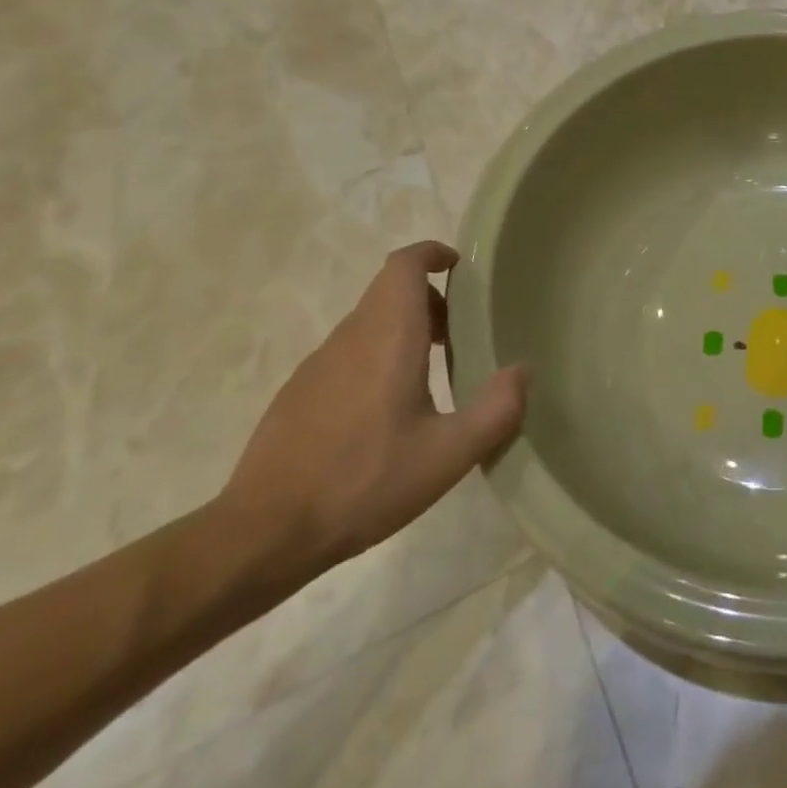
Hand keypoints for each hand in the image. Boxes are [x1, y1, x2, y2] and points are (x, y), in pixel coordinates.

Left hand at [214, 242, 527, 577]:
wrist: (263, 533)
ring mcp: (318, 363)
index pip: (405, 264)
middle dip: (429, 299)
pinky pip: (348, 353)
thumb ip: (497, 410)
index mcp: (388, 336)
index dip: (432, 254)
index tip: (460, 268)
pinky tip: (385, 413)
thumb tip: (523, 371)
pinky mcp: (298, 392)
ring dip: (403, 329)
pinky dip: (376, 357)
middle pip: (390, 290)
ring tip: (430, 375)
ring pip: (369, 322)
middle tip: (459, 333)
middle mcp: (351, 336)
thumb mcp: (448, 456)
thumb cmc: (364, 482)